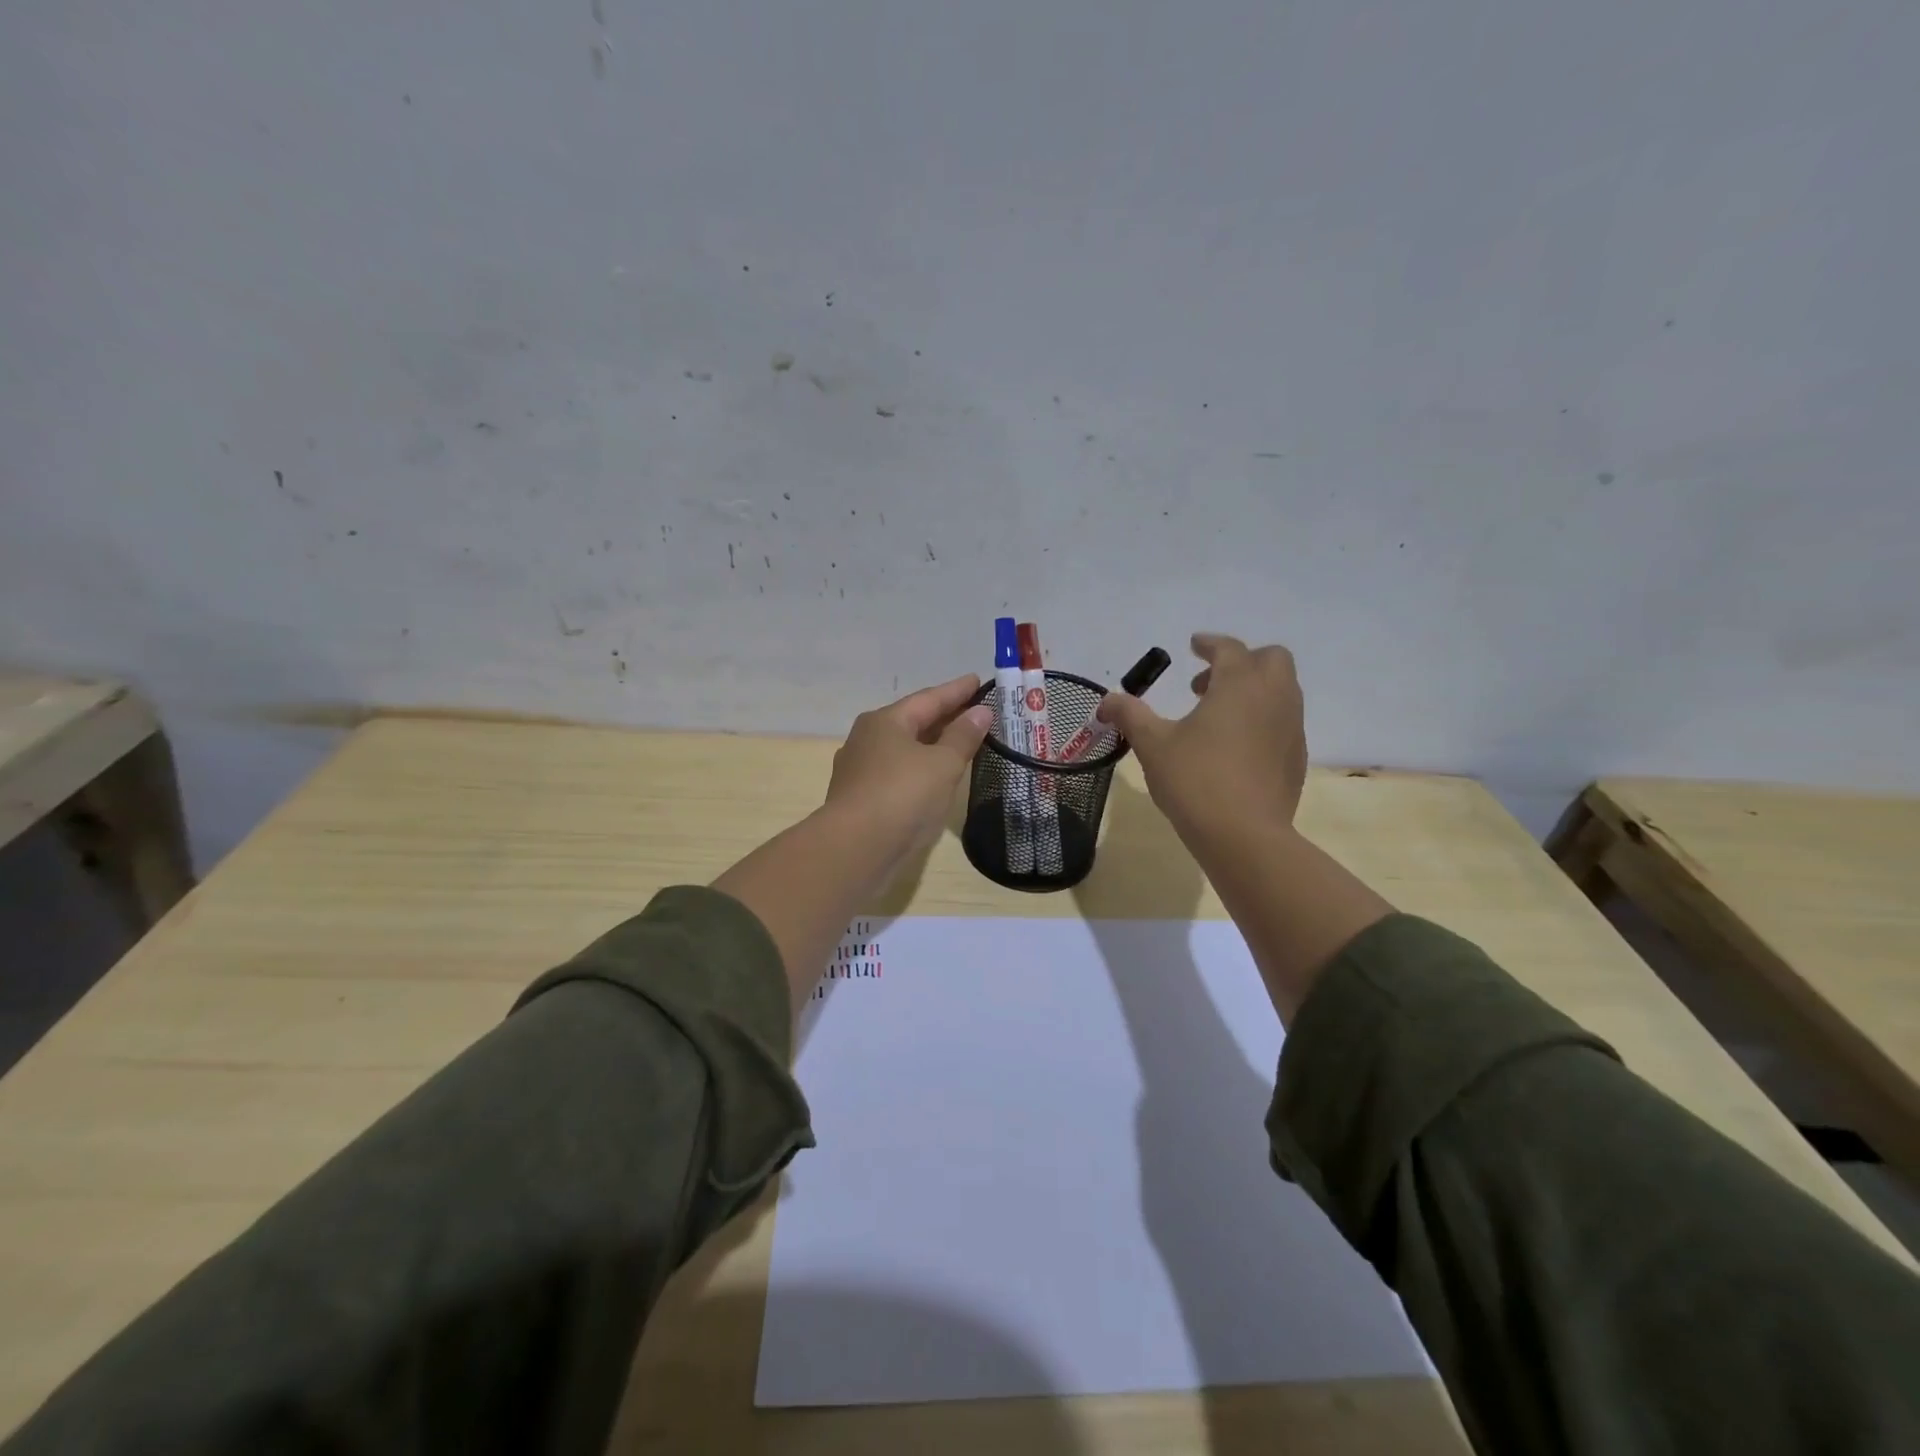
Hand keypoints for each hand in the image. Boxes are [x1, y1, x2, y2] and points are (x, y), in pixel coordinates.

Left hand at [825, 674, 993, 862]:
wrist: (855, 849)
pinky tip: (933, 779)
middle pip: (913, 721)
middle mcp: (867, 739)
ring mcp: (860, 770)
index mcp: (885, 721)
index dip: (956, 691)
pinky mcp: (860, 798)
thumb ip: (963, 736)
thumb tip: (980, 712)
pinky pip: (898, 773)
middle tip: (975, 711)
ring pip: (903, 749)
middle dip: (944, 717)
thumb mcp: (942, 764)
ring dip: (931, 745)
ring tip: (959, 744)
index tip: (977, 680)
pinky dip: (920, 769)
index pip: (928, 699)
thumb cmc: (902, 796)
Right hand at [1096, 634, 1306, 840]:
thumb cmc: (1195, 779)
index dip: (1209, 644)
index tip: (1193, 646)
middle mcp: (1274, 697)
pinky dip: (1262, 719)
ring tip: (1216, 717)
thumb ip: (1130, 714)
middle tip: (1204, 685)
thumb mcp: (1152, 744)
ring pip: (1281, 691)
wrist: (1244, 836)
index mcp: (1240, 684)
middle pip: (1271, 659)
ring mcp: (1291, 728)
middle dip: (1241, 662)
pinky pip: (1283, 722)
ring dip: (1252, 690)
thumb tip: (1107, 701)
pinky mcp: (1296, 758)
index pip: (1229, 648)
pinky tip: (1235, 747)